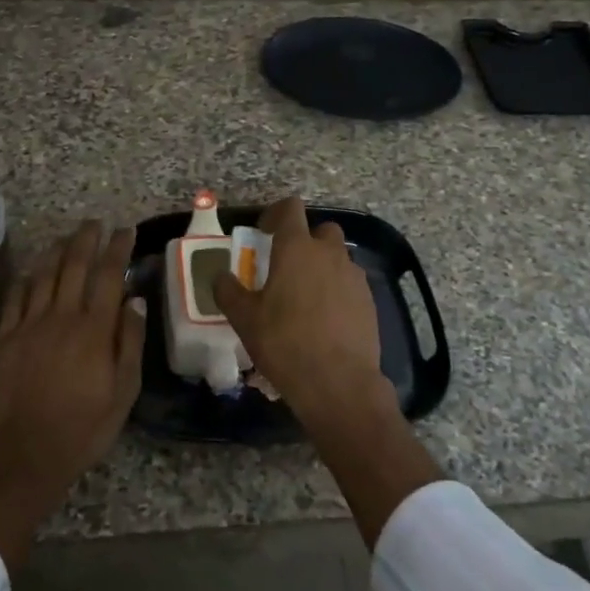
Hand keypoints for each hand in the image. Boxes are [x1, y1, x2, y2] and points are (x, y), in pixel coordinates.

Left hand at [0, 220, 144, 569]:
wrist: (21, 457)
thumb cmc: (82, 430)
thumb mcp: (123, 393)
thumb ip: (130, 343)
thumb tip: (135, 300)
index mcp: (93, 329)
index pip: (108, 275)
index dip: (118, 248)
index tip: (126, 231)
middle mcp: (60, 317)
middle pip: (74, 265)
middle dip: (86, 239)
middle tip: (95, 223)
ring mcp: (28, 326)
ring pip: (43, 275)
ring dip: (56, 251)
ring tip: (67, 237)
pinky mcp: (5, 339)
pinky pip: (15, 298)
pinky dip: (26, 279)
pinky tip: (31, 272)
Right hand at [213, 196, 385, 429]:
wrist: (339, 383)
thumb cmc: (285, 343)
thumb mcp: (244, 319)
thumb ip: (228, 291)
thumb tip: (220, 276)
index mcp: (297, 248)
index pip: (290, 208)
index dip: (275, 214)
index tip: (263, 234)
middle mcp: (329, 253)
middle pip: (321, 230)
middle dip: (305, 241)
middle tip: (286, 267)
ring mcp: (353, 276)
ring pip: (337, 258)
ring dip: (322, 267)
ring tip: (304, 298)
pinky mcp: (369, 301)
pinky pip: (350, 283)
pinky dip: (337, 291)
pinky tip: (324, 320)